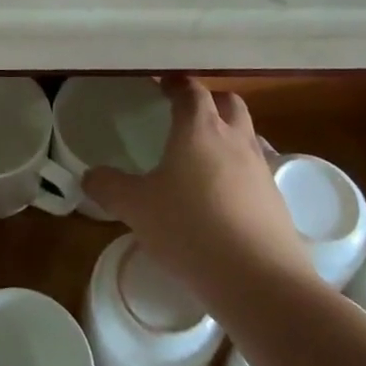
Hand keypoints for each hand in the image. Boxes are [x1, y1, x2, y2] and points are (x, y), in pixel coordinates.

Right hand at [82, 78, 313, 306]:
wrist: (260, 282)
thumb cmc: (191, 229)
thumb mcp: (136, 208)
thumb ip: (109, 187)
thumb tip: (89, 176)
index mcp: (199, 129)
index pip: (191, 90)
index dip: (176, 84)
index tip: (162, 85)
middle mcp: (235, 139)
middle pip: (229, 103)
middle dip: (209, 101)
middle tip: (186, 113)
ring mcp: (261, 170)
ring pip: (247, 135)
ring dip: (228, 134)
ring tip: (203, 156)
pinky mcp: (276, 201)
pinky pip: (256, 171)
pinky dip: (239, 172)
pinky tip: (222, 197)